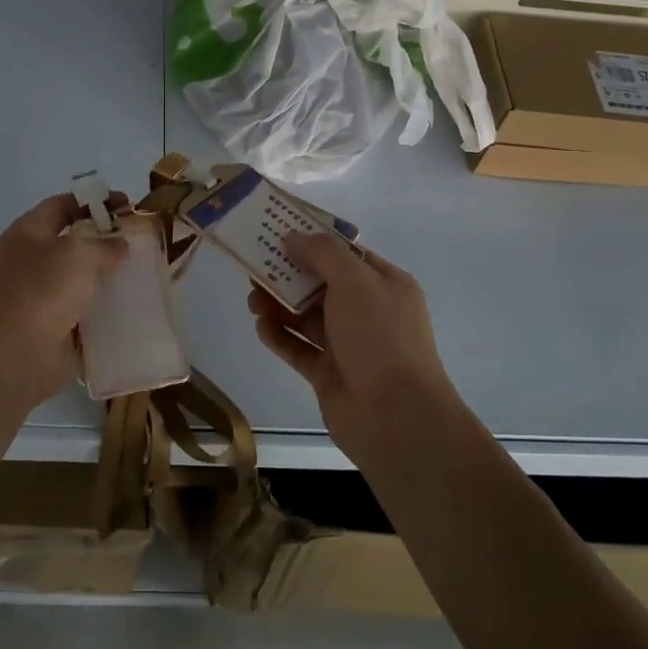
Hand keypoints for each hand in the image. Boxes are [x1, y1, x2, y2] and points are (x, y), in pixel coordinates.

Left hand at [0, 192, 129, 404]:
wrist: (15, 355)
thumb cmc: (43, 291)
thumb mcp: (79, 254)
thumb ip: (105, 244)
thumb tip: (118, 245)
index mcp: (28, 233)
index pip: (62, 205)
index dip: (94, 201)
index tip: (126, 205)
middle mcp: (30, 260)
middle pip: (72, 241)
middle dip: (105, 240)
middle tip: (139, 241)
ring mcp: (39, 295)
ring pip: (79, 278)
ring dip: (106, 276)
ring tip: (141, 273)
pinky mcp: (51, 326)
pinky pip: (83, 310)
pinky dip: (103, 309)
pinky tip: (130, 307)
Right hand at [248, 233, 458, 454]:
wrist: (395, 415)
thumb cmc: (380, 336)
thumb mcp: (355, 280)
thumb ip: (322, 253)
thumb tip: (292, 237)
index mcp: (385, 284)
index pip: (346, 254)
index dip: (314, 241)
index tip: (278, 233)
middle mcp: (368, 311)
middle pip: (321, 284)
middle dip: (288, 274)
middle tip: (255, 267)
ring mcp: (348, 345)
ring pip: (306, 316)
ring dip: (278, 304)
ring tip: (252, 300)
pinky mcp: (328, 373)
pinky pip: (298, 347)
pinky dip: (279, 335)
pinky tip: (260, 326)